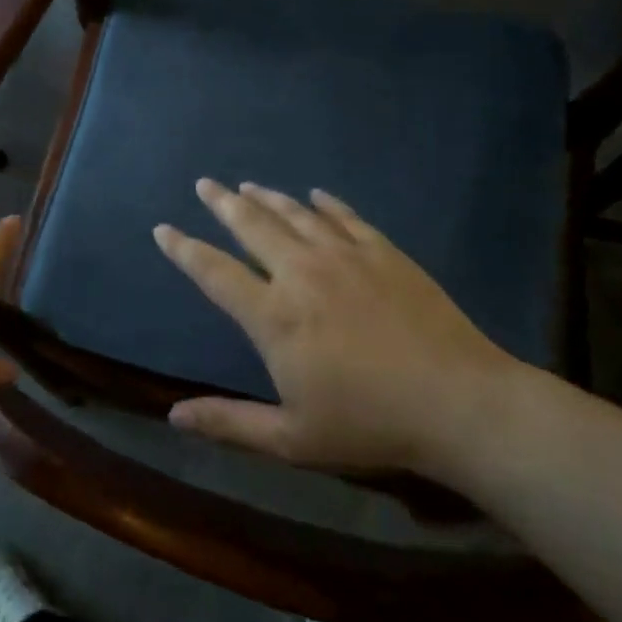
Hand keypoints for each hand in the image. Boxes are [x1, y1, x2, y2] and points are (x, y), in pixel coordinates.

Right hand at [154, 180, 520, 480]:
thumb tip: (172, 415)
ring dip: (267, 198)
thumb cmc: (369, 425)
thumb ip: (229, 423)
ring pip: (295, 214)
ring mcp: (345, 256)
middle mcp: (302, 273)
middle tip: (204, 183)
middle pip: (252, 226)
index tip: (163, 228)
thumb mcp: (291, 438)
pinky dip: (325, 203)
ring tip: (247, 186)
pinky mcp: (384, 252)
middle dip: (223, 203)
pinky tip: (315, 195)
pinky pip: (345, 217)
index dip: (184, 249)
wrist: (458, 404)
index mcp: (274, 316)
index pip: (214, 272)